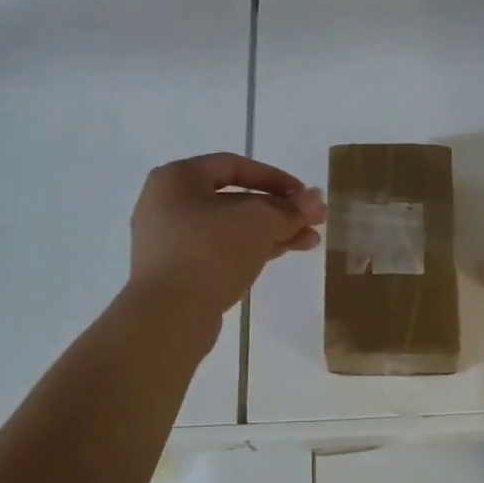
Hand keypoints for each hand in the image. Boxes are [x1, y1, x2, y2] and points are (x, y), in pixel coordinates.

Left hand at [128, 153, 325, 318]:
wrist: (168, 317)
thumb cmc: (210, 252)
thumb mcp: (258, 222)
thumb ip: (289, 209)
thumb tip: (315, 199)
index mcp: (177, 179)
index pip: (233, 166)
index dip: (274, 177)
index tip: (304, 194)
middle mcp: (167, 205)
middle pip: (233, 200)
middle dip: (278, 209)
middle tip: (314, 220)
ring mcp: (170, 242)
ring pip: (230, 229)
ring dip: (271, 231)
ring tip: (310, 241)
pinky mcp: (178, 272)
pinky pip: (220, 251)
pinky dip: (251, 250)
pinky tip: (283, 253)